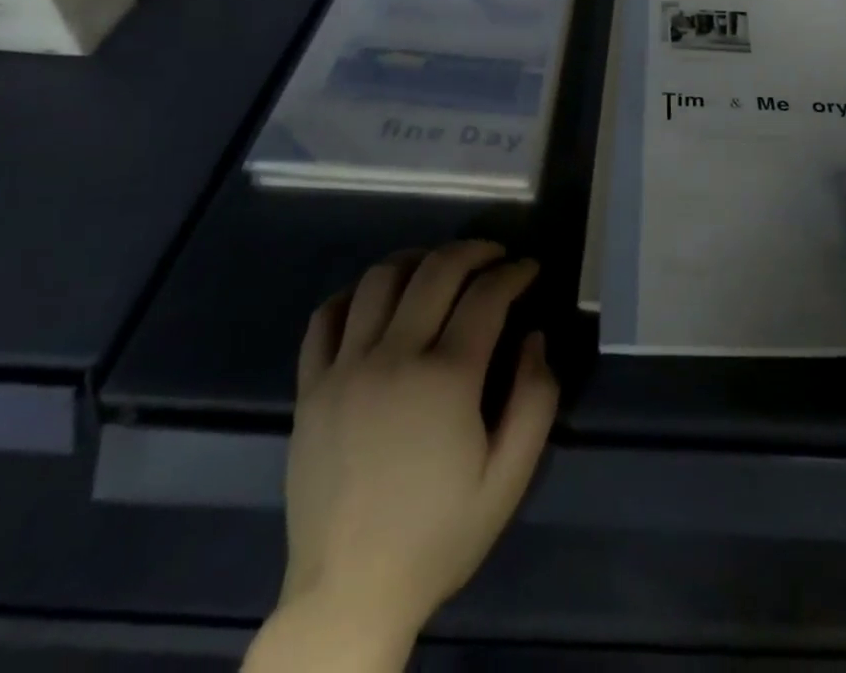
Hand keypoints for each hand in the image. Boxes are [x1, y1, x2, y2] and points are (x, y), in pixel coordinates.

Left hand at [246, 241, 557, 672]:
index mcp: (446, 378)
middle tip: (496, 256)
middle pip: (436, 270)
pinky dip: (355, 294)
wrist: (349, 594)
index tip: (531, 268)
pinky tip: (377, 301)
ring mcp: (344, 369)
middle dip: (474, 251)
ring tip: (439, 270)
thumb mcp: (509, 478)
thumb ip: (536, 398)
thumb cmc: (438, 535)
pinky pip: (326, 317)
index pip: (487, 294)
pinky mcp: (309, 388)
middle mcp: (393, 358)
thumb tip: (534, 336)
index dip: (515, 271)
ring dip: (417, 260)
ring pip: (380, 279)